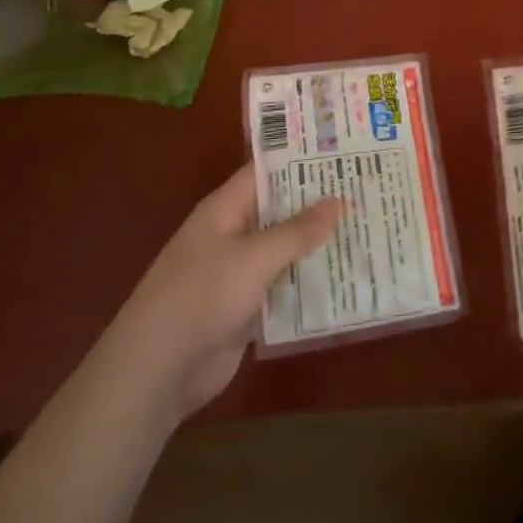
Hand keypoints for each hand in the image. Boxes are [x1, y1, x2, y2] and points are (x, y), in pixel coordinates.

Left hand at [108, 164, 341, 417]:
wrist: (157, 370)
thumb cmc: (202, 295)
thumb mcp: (255, 257)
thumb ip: (298, 231)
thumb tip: (339, 201)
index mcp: (225, 209)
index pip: (267, 172)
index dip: (302, 160)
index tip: (342, 152)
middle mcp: (232, 234)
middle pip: (280, 211)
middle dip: (318, 205)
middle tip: (365, 191)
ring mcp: (238, 273)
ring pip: (284, 252)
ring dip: (317, 247)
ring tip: (365, 231)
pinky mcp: (245, 310)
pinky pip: (282, 289)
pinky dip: (307, 285)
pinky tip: (344, 280)